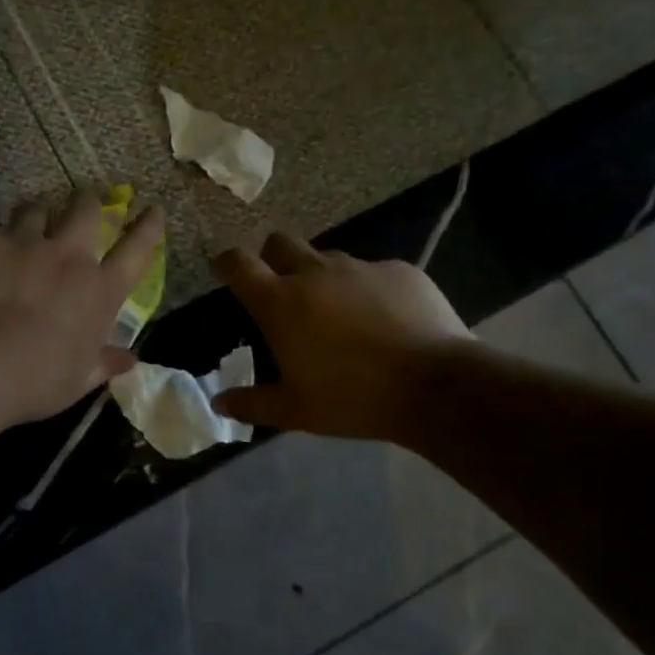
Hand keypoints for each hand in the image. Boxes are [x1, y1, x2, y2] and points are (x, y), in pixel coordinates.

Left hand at [0, 191, 164, 426]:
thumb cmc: (34, 383)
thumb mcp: (76, 381)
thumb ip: (103, 364)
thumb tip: (129, 360)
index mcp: (99, 291)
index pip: (137, 250)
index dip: (148, 227)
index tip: (153, 210)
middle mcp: (67, 257)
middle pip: (85, 210)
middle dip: (86, 202)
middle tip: (81, 202)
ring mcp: (23, 242)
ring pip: (34, 210)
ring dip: (32, 217)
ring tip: (23, 226)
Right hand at [211, 233, 471, 440]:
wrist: (436, 386)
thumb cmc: (352, 398)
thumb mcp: (296, 411)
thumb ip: (252, 404)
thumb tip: (218, 403)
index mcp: (280, 301)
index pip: (238, 264)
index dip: (226, 263)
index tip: (225, 270)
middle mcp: (314, 273)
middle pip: (280, 242)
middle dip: (273, 257)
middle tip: (283, 289)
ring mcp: (359, 267)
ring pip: (328, 258)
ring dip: (323, 277)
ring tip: (339, 312)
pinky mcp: (399, 270)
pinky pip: (373, 272)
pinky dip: (369, 290)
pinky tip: (386, 319)